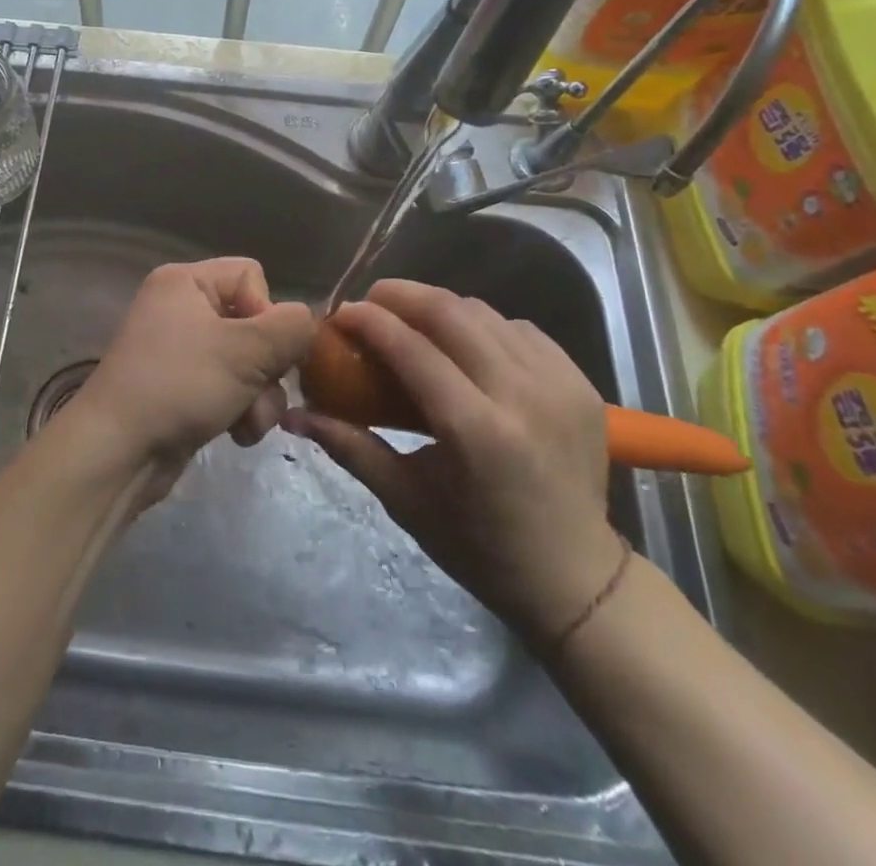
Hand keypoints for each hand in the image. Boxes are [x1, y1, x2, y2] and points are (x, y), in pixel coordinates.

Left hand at [71, 258, 314, 504]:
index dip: (267, 313)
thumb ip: (290, 329)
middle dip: (267, 367)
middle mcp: (180, 307)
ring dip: (259, 396)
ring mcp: (179, 349)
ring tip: (248, 425)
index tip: (260, 351)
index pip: (251, 276)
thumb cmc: (178, 386)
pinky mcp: (181, 386)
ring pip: (247, 361)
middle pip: (253, 322)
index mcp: (185, 281)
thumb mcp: (244, 352)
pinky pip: (228, 386)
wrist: (118, 451)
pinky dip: (239, 409)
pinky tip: (235, 434)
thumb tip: (309, 322)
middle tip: (260, 396)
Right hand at [283, 280, 621, 644]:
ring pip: (486, 313)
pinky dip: (485, 326)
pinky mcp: (581, 384)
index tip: (340, 313)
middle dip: (402, 295)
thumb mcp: (404, 498)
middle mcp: (523, 396)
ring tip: (412, 320)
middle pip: (452, 313)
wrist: (576, 579)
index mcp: (477, 431)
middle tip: (371, 302)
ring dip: (441, 308)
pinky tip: (465, 344)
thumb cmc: (479, 547)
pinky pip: (521, 330)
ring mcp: (559, 385)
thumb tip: (293, 415)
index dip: (369, 321)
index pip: (412, 349)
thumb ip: (348, 445)